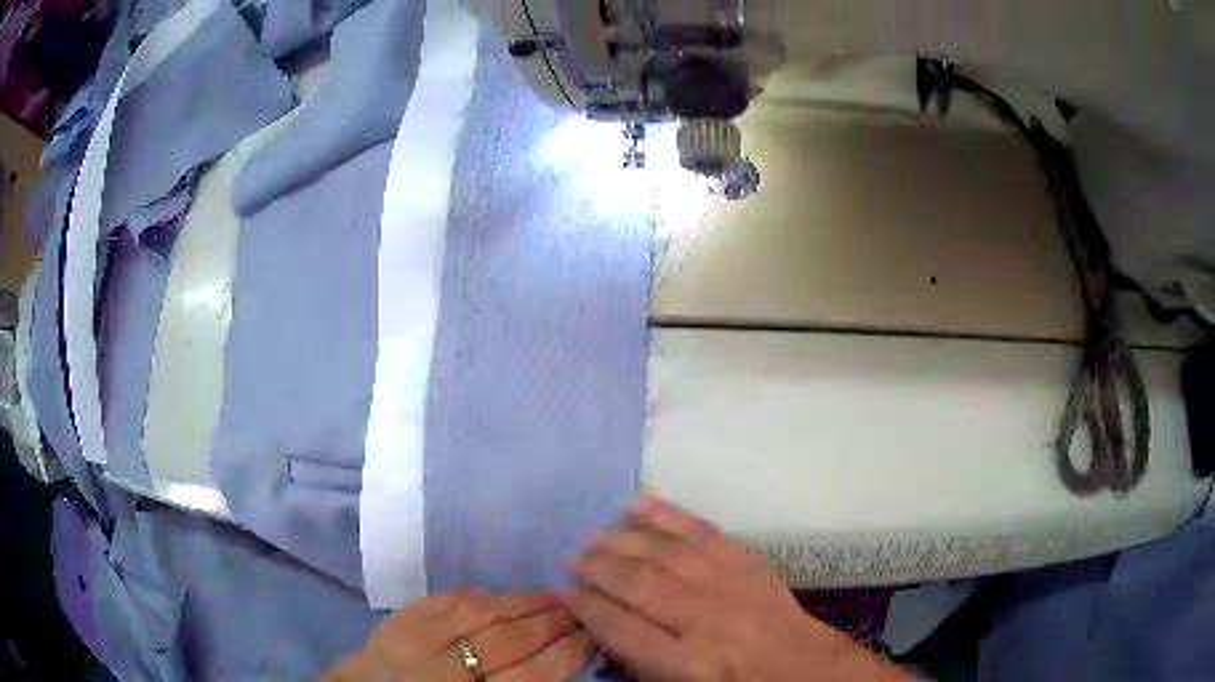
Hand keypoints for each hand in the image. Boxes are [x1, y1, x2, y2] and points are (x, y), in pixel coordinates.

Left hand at [324, 592, 591, 680]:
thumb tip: (562, 661)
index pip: (529, 678)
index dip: (565, 655)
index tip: (590, 637)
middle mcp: (443, 669)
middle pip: (508, 641)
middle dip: (551, 623)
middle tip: (580, 610)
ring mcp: (418, 637)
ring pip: (482, 614)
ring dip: (525, 603)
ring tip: (555, 597)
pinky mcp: (402, 615)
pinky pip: (451, 599)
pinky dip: (485, 597)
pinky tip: (507, 596)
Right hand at [564, 495, 904, 681]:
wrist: (799, 665)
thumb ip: (638, 658)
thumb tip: (598, 620)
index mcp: (687, 662)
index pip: (621, 628)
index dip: (585, 606)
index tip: (560, 590)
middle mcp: (704, 619)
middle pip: (638, 585)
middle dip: (596, 568)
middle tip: (570, 557)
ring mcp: (729, 584)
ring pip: (665, 554)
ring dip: (622, 540)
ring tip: (593, 534)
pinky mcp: (747, 561)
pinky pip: (702, 531)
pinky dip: (667, 515)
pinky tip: (638, 504)